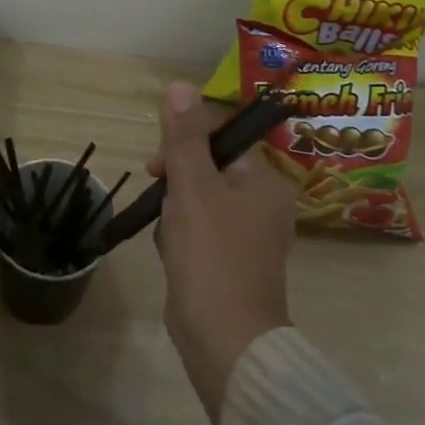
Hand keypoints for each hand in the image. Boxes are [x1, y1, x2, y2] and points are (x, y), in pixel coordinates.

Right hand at [148, 82, 297, 423]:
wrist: (224, 339)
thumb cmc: (211, 255)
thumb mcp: (192, 187)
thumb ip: (184, 137)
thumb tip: (180, 86)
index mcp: (266, 179)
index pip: (222, 136)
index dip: (185, 141)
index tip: (158, 164)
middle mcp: (265, 202)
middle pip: (209, 166)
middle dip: (177, 180)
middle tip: (159, 197)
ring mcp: (250, 234)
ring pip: (199, 198)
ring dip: (175, 209)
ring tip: (169, 235)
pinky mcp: (232, 260)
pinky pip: (200, 228)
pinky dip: (181, 235)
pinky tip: (172, 253)